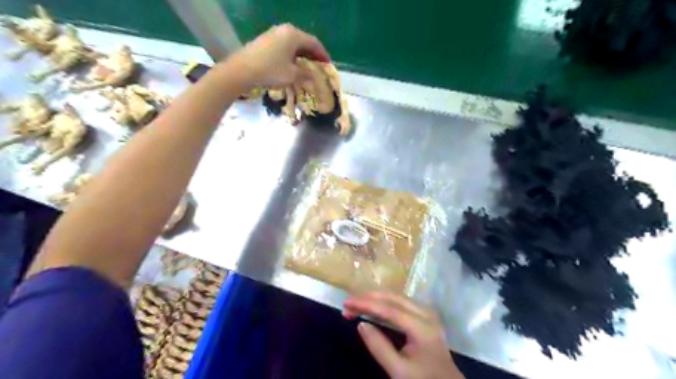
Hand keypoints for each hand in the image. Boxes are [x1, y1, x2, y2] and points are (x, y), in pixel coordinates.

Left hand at [228, 23, 331, 88]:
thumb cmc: (271, 71)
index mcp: (294, 35)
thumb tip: (313, 76)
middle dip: (312, 54)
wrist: (242, 70)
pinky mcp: (265, 41)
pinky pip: (284, 46)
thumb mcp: (292, 75)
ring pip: (293, 44)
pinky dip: (292, 55)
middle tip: (319, 66)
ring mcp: (273, 34)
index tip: (328, 65)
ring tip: (307, 67)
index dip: (323, 54)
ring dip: (302, 55)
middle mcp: (284, 30)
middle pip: (304, 41)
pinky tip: (292, 65)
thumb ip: (305, 74)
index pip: (314, 43)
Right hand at [344, 292, 464, 377]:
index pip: (389, 309)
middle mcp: (426, 314)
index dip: (366, 304)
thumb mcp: (398, 371)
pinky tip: (374, 306)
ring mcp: (427, 313)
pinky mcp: (425, 316)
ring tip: (356, 303)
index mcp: (422, 327)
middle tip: (348, 303)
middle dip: (369, 298)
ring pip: (397, 297)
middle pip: (393, 298)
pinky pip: (401, 303)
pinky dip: (384, 302)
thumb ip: (379, 347)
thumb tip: (360, 324)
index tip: (346, 303)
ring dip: (376, 299)